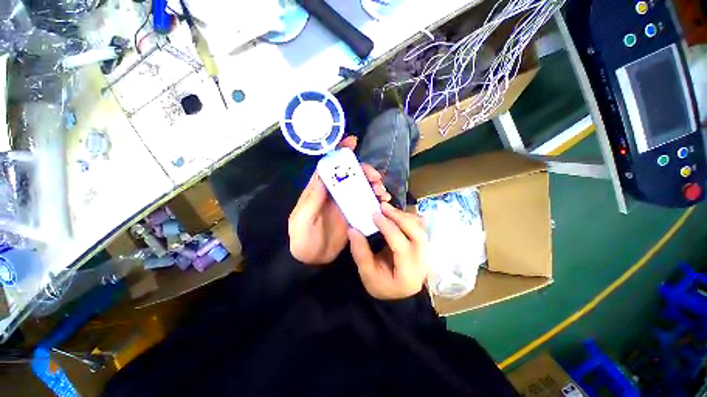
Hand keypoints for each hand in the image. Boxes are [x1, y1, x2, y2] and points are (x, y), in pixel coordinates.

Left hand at [289, 137, 391, 264]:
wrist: (312, 259)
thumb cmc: (303, 238)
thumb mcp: (302, 219)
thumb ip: (312, 199)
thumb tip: (322, 175)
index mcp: (320, 189)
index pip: (330, 166)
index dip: (340, 152)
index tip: (353, 141)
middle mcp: (334, 192)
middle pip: (351, 174)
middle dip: (364, 171)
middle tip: (375, 177)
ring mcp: (345, 203)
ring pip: (361, 186)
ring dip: (373, 184)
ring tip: (382, 191)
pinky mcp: (354, 213)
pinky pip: (367, 202)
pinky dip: (376, 199)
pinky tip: (383, 201)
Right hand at [348, 202, 428, 299]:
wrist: (398, 292)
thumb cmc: (382, 285)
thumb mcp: (367, 274)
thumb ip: (360, 252)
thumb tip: (353, 230)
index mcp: (408, 273)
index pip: (401, 246)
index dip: (388, 228)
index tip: (374, 214)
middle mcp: (423, 261)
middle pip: (417, 233)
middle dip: (400, 217)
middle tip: (383, 207)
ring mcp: (426, 252)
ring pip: (421, 227)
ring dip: (404, 215)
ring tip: (388, 209)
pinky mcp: (424, 244)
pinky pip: (420, 225)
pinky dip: (408, 217)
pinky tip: (395, 215)